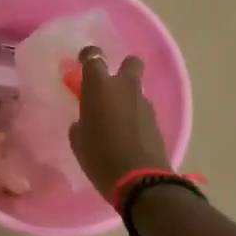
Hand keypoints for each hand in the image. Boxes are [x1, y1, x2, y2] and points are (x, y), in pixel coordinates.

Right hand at [70, 46, 169, 203]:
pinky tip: (127, 135)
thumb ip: (81, 122)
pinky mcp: (156, 121)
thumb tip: (86, 121)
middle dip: (122, 68)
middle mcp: (124, 87)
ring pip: (137, 89)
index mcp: (99, 86)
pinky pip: (142, 110)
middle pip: (130, 62)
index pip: (94, 56)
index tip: (82, 62)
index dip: (88, 55)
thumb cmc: (99, 156)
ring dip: (127, 98)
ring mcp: (144, 103)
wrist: (139, 180)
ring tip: (116, 120)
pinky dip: (135, 116)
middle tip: (110, 86)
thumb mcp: (78, 140)